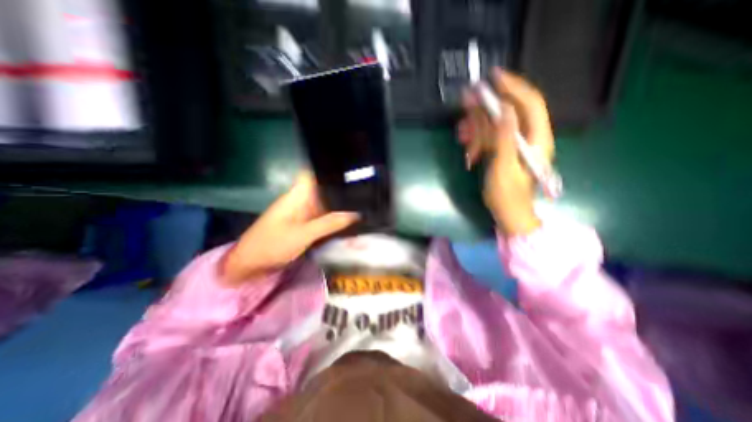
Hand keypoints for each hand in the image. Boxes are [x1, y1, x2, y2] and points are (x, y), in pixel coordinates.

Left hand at [222, 171, 358, 286]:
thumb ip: (328, 223)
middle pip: (324, 189)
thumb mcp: (303, 234)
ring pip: (324, 203)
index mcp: (297, 195)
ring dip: (339, 204)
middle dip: (341, 189)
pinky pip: (322, 216)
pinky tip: (349, 218)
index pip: (314, 174)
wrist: (251, 264)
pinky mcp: (304, 223)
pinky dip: (333, 217)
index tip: (351, 170)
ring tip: (362, 203)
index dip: (330, 169)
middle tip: (364, 191)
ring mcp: (303, 212)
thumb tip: (354, 214)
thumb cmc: (272, 244)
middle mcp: (301, 200)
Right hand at [456, 67, 553, 235]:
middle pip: (507, 113)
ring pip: (494, 126)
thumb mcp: (504, 167)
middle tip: (465, 101)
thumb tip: (504, 108)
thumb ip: (505, 138)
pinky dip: (476, 140)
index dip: (513, 87)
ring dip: (476, 127)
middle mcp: (527, 138)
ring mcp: (513, 145)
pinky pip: (488, 139)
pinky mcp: (502, 152)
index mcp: (536, 139)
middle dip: (486, 108)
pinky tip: (466, 148)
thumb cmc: (507, 195)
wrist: (507, 215)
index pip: (529, 104)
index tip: (493, 77)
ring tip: (460, 133)